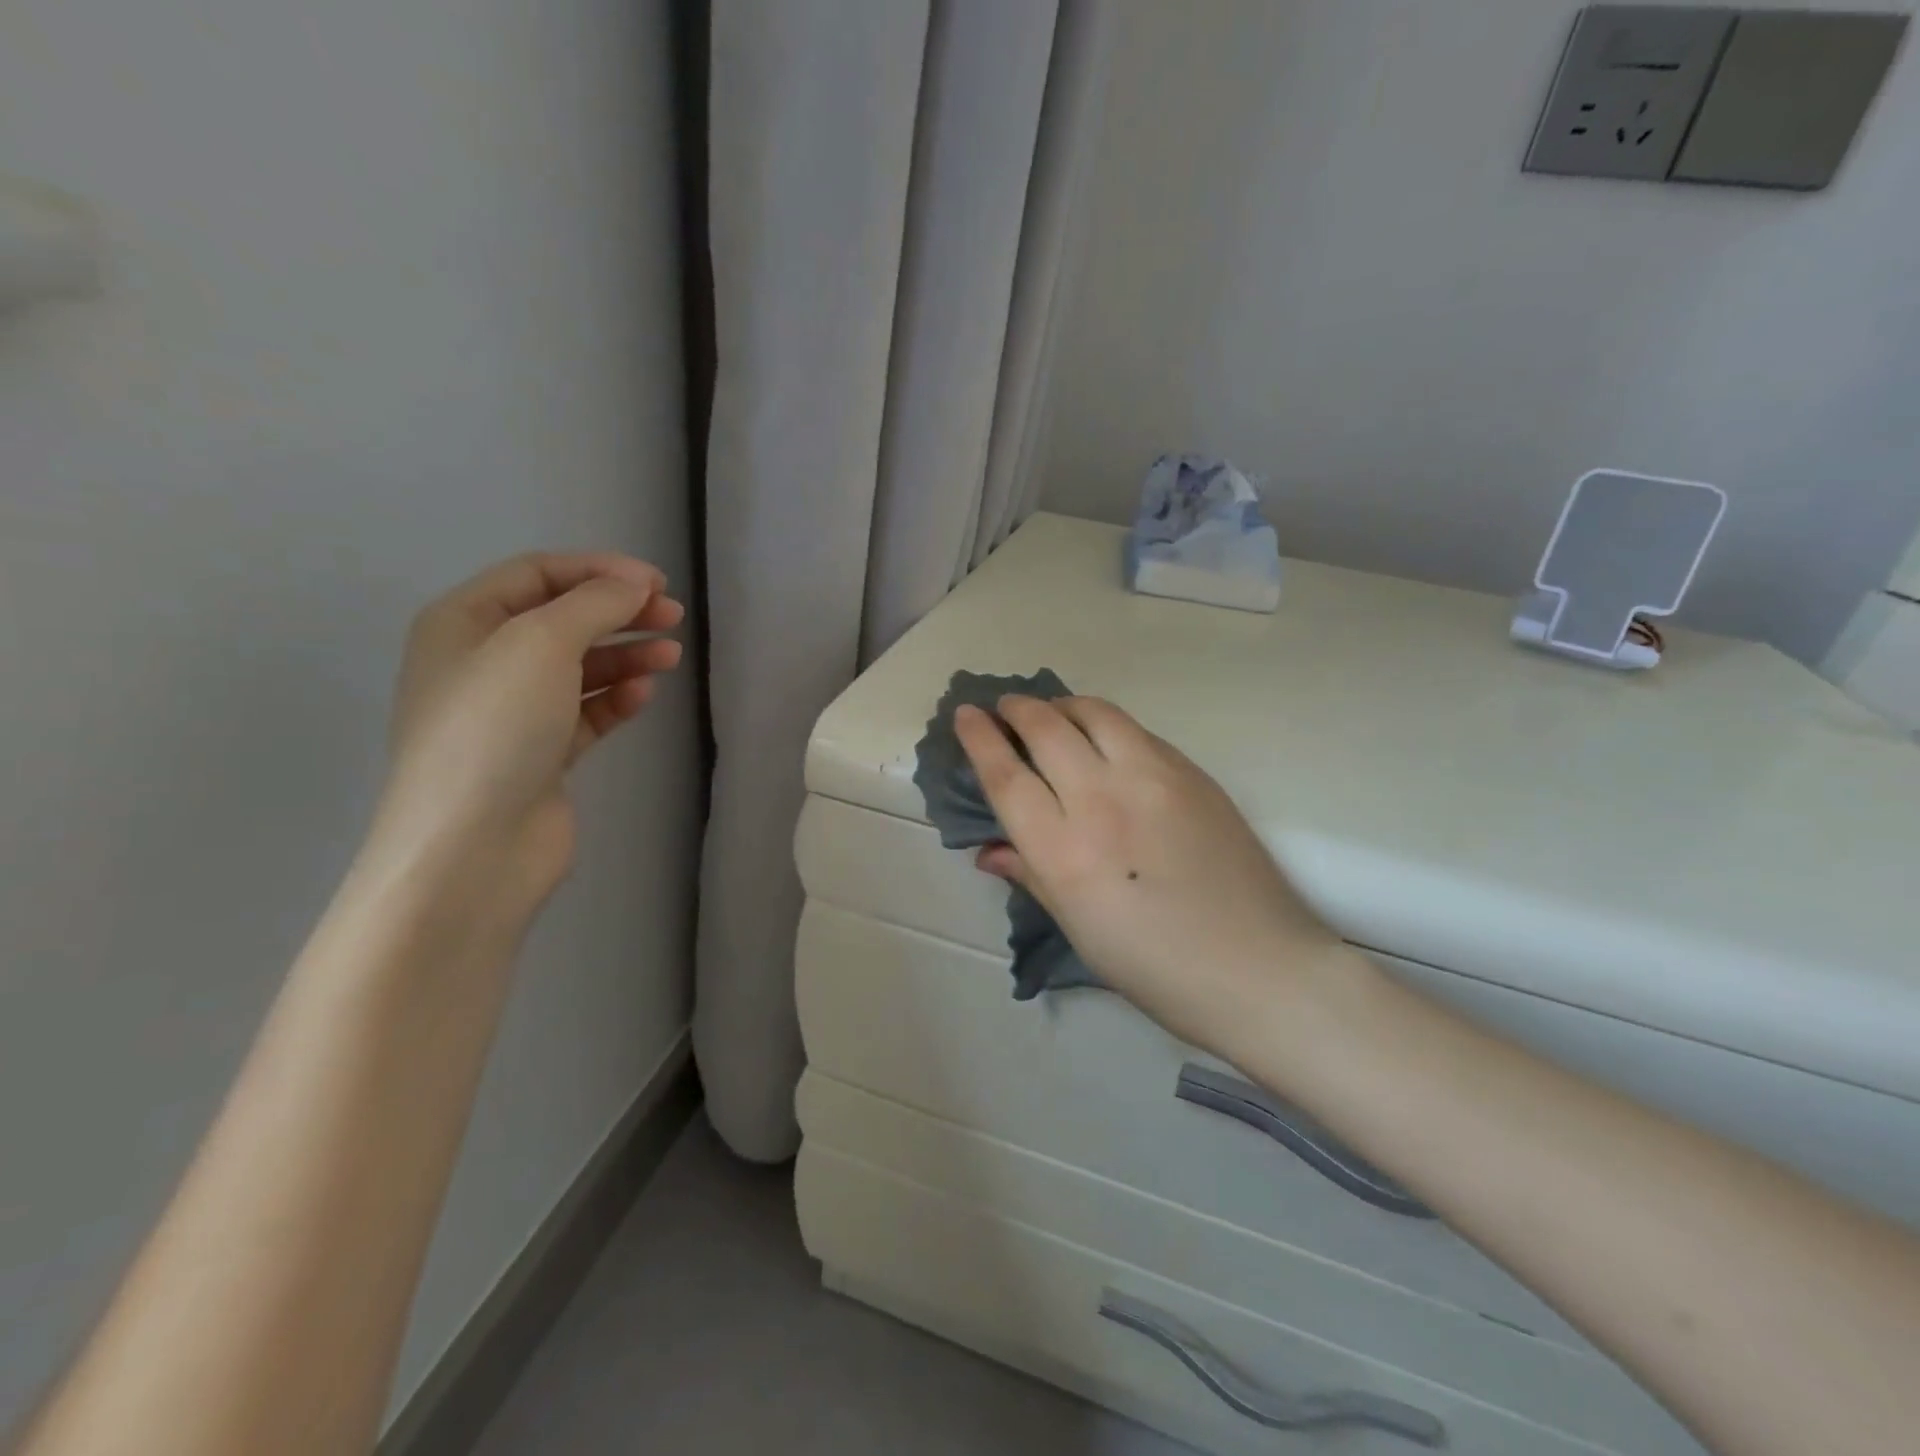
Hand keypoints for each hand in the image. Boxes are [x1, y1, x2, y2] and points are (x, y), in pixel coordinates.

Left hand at [371, 552, 683, 914]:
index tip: (657, 583)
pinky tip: (644, 696)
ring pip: (580, 667)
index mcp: (463, 622)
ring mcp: (512, 711)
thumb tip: (635, 585)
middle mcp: (483, 661)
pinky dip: (616, 699)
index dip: (599, 570)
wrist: (473, 845)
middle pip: (563, 619)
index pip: (538, 574)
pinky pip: (585, 711)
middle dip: (619, 611)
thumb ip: (593, 604)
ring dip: (626, 655)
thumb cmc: (495, 727)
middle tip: (673, 616)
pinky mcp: (541, 753)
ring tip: (671, 655)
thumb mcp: (542, 644)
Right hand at [955, 696, 1339, 1049]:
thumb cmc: (1155, 968)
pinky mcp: (1191, 772)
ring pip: (1094, 713)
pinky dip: (1105, 723)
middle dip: (1016, 708)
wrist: (1258, 967)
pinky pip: (1135, 731)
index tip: (966, 715)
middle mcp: (1101, 800)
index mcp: (1064, 851)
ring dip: (1062, 704)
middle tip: (1005, 707)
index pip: (1006, 775)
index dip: (979, 739)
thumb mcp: (1078, 928)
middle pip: (1045, 728)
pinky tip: (1104, 740)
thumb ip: (1031, 875)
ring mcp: (1152, 778)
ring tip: (1052, 713)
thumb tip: (991, 850)